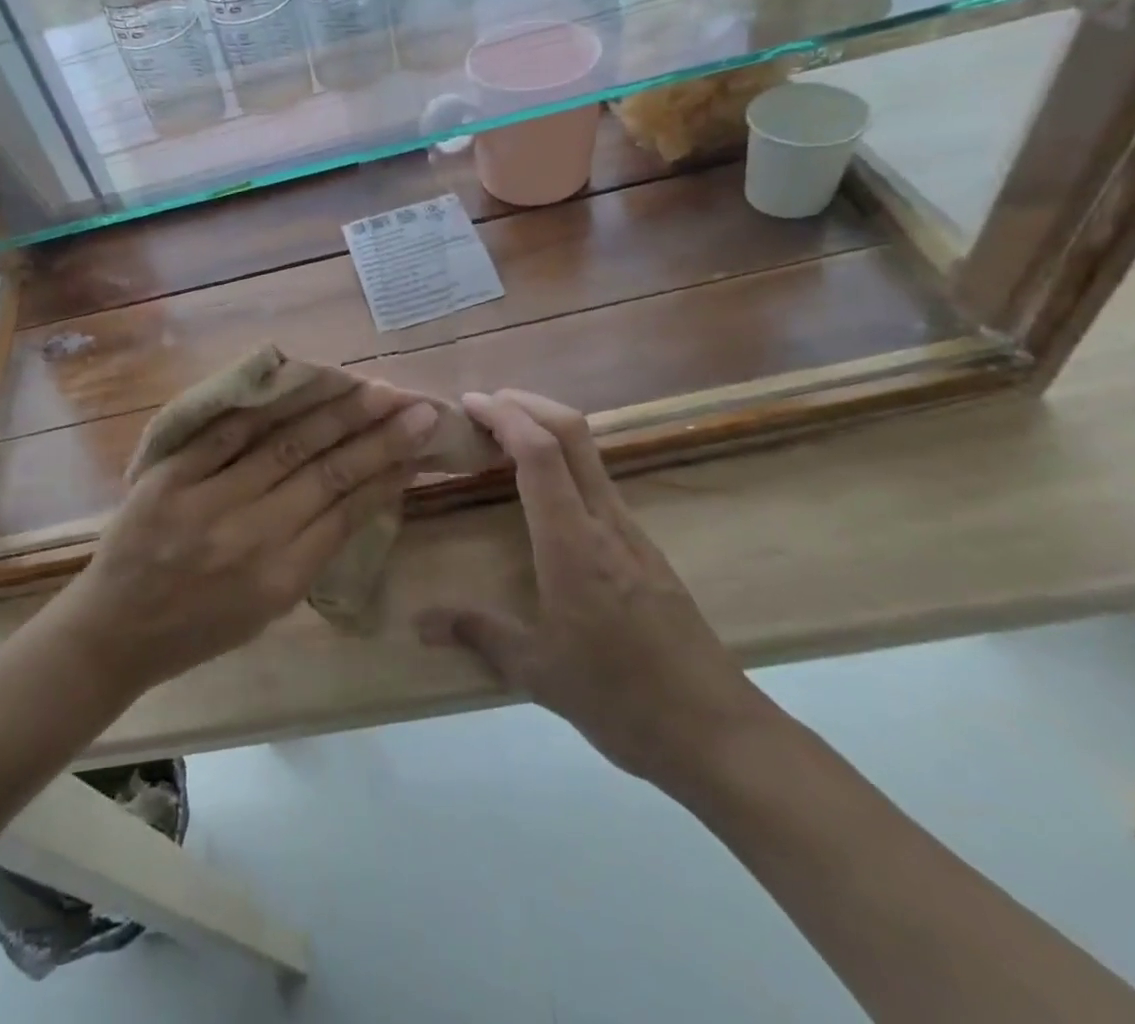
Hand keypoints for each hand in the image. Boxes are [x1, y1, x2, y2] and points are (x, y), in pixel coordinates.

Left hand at [47, 377, 438, 696]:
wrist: (115, 629)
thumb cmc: (201, 627)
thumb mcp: (270, 607)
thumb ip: (315, 548)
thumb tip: (365, 490)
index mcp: (280, 579)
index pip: (347, 510)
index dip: (387, 469)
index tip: (419, 438)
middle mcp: (249, 537)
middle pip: (326, 472)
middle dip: (376, 434)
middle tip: (413, 403)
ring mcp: (206, 501)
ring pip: (284, 443)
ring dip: (332, 411)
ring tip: (369, 386)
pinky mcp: (169, 476)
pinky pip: (227, 430)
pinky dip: (266, 405)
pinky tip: (299, 382)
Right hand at [416, 390, 776, 790]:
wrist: (716, 732)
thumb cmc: (620, 697)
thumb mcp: (536, 670)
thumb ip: (477, 633)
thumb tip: (419, 623)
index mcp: (572, 543)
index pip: (540, 453)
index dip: (503, 416)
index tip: (469, 403)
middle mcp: (605, 522)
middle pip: (573, 432)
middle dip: (527, 403)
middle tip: (484, 404)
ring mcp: (631, 532)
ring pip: (590, 453)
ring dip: (546, 428)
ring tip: (504, 438)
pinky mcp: (644, 548)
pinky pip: (598, 481)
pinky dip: (563, 461)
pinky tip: (542, 489)